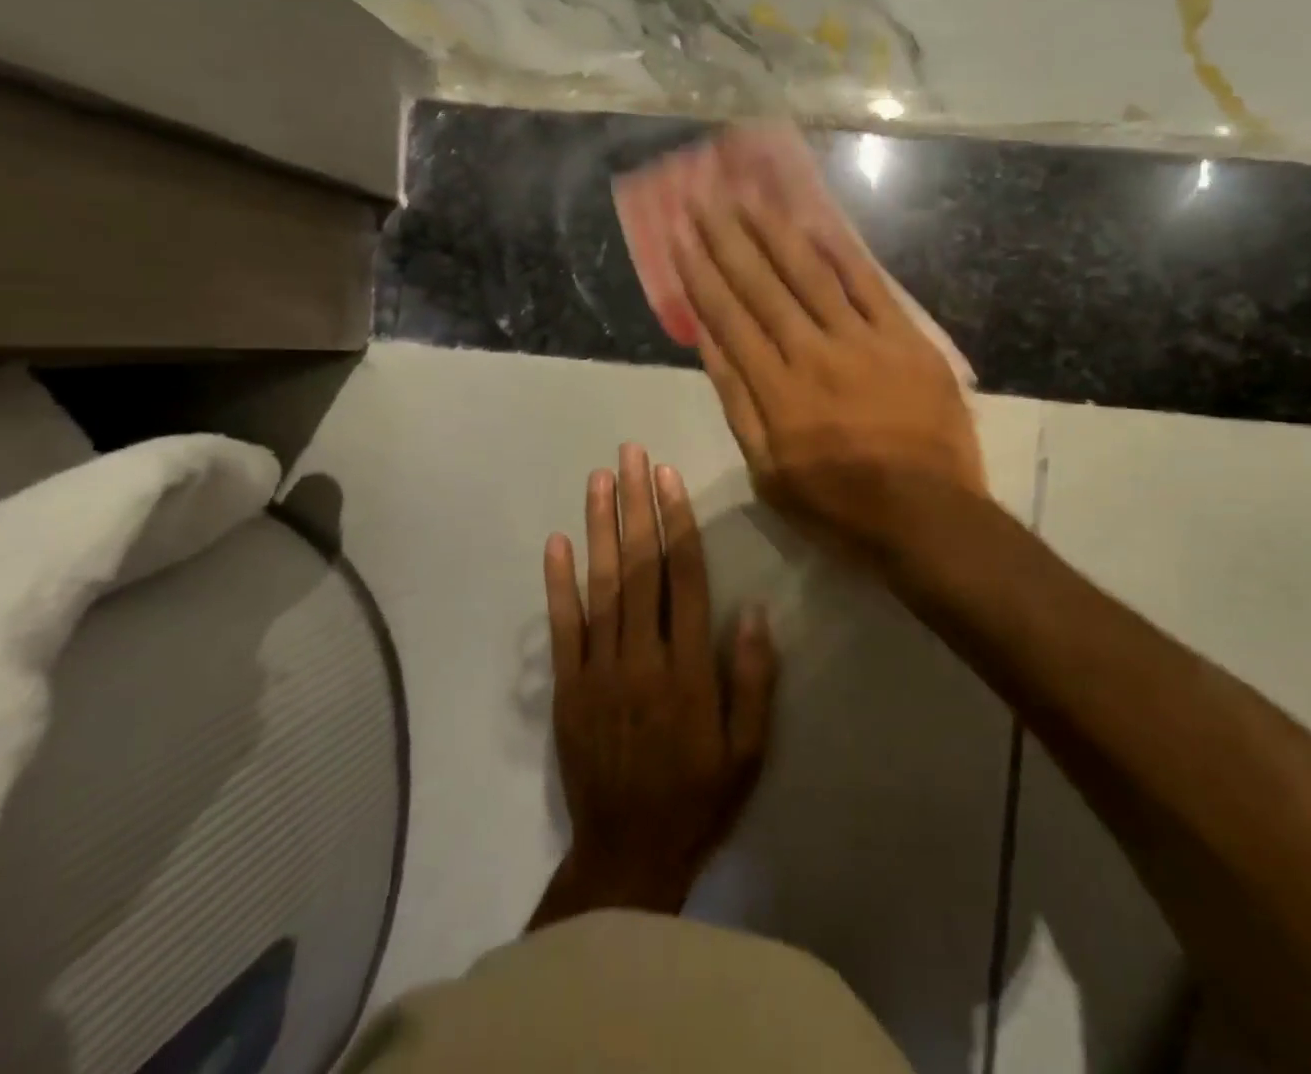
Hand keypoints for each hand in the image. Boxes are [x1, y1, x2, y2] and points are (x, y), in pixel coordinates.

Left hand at [529, 443, 776, 930]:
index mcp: (688, 668)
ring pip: (600, 585)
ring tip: (599, 479)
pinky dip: (558, 583)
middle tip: (630, 455)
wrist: (627, 855)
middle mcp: (641, 657)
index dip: (676, 522)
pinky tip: (557, 542)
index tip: (667, 476)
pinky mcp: (566, 689)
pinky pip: (561, 628)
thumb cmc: (698, 796)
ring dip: (599, 527)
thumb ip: (752, 678)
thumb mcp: (748, 749)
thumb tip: (753, 608)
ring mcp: (597, 671)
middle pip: (639, 567)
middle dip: (635, 505)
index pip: (684, 578)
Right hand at [671, 195, 987, 557]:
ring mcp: (864, 342)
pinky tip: (817, 223)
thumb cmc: (840, 505)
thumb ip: (738, 402)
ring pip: (811, 275)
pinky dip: (842, 253)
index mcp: (776, 391)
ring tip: (749, 197)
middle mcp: (813, 354)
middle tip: (704, 199)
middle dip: (728, 240)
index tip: (678, 236)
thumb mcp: (769, 472)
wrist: (929, 515)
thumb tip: (708, 339)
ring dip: (776, 232)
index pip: (728, 318)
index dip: (700, 274)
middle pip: (762, 286)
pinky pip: (870, 286)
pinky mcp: (906, 340)